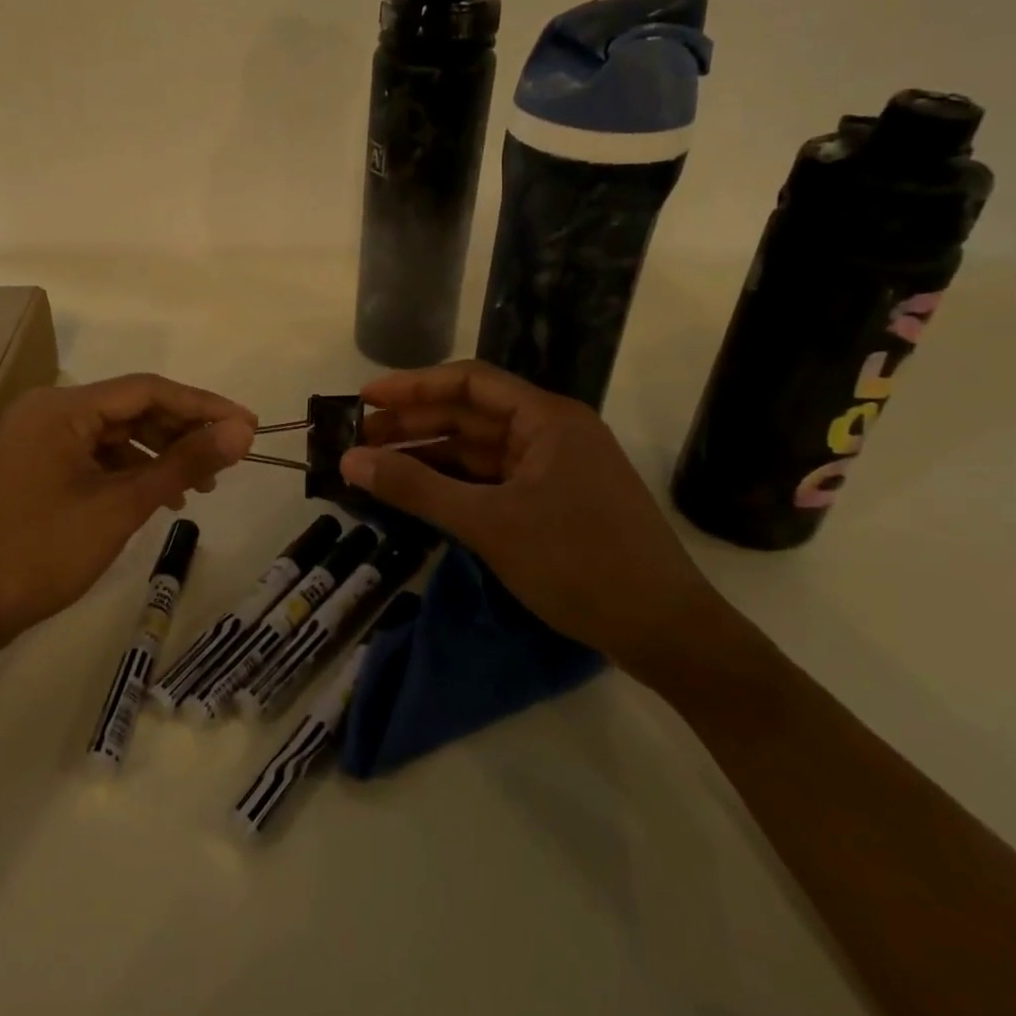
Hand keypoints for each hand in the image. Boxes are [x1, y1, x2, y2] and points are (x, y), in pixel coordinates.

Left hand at [0, 375, 255, 650]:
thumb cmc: (41, 553)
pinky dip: (132, 471)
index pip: (148, 390)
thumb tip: (242, 432)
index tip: (248, 424)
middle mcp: (49, 411)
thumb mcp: (121, 507)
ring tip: (201, 485)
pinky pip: (97, 456)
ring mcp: (40, 439)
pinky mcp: (38, 466)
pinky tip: (161, 497)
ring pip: (117, 434)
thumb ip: (183, 463)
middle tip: (229, 457)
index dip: (203, 405)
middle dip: (183, 431)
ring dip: (161, 454)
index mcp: (62, 408)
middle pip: (132, 408)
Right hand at [338, 359, 715, 670]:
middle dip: (413, 425)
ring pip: (478, 452)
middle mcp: (551, 433)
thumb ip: (416, 489)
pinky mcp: (552, 504)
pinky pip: (492, 482)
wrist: (666, 633)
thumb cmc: (580, 563)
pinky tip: (417, 494)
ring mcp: (554, 470)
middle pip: (469, 416)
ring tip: (374, 466)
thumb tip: (350, 461)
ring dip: (429, 457)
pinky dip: (454, 486)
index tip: (364, 399)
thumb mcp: (489, 524)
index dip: (412, 386)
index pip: (468, 383)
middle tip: (357, 440)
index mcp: (547, 419)